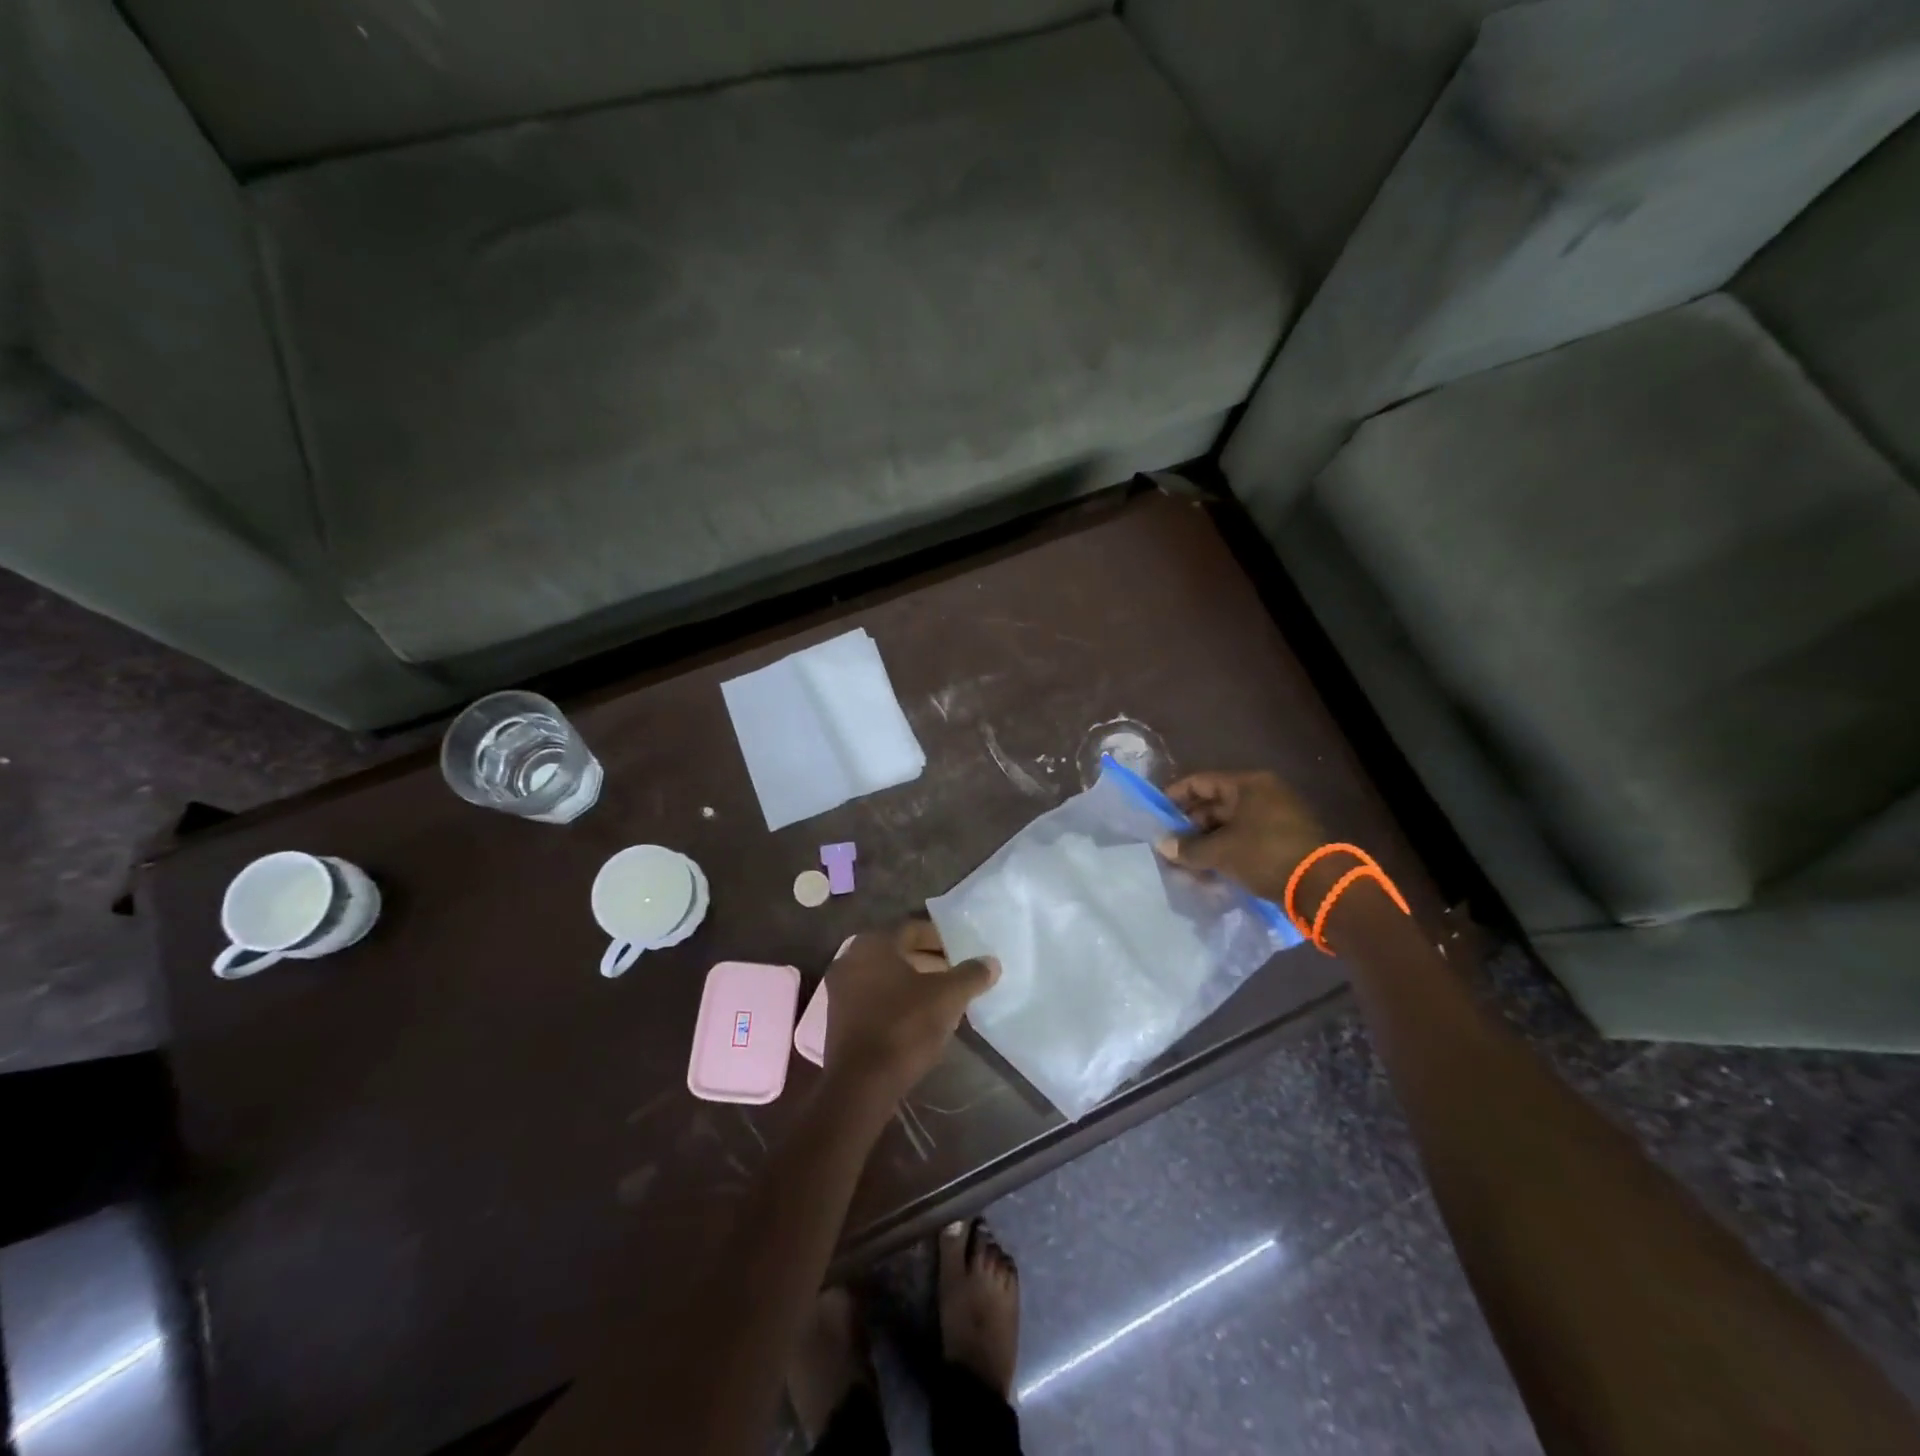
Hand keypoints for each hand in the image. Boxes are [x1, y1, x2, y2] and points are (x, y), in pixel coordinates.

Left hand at [822, 921, 998, 1109]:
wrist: (861, 1085)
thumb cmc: (904, 1028)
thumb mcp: (947, 998)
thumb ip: (971, 975)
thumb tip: (991, 961)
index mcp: (873, 943)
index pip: (913, 929)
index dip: (941, 938)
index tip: (963, 952)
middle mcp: (850, 958)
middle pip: (898, 951)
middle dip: (929, 961)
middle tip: (956, 973)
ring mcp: (839, 989)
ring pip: (885, 975)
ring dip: (913, 981)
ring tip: (943, 996)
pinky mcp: (837, 1017)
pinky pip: (873, 996)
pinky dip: (896, 999)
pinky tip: (918, 1016)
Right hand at [1156, 770, 1324, 903]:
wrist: (1320, 887)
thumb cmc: (1265, 854)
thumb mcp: (1221, 851)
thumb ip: (1188, 848)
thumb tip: (1163, 845)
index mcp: (1248, 785)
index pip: (1201, 782)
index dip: (1175, 796)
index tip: (1156, 814)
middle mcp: (1263, 794)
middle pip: (1215, 805)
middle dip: (1190, 827)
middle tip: (1169, 846)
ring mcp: (1276, 818)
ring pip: (1229, 826)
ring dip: (1206, 844)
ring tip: (1186, 864)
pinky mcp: (1283, 841)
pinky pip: (1245, 841)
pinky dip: (1226, 852)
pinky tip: (1210, 872)